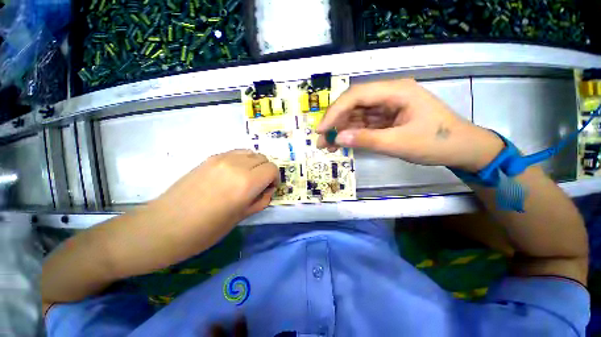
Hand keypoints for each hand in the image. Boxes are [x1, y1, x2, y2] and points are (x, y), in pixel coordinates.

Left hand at [154, 149, 278, 229]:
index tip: (268, 189)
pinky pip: (236, 153)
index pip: (272, 169)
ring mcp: (222, 158)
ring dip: (255, 164)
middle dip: (266, 171)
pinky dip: (242, 160)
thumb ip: (260, 201)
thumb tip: (267, 190)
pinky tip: (233, 174)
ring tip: (247, 178)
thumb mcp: (241, 218)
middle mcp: (236, 165)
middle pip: (263, 158)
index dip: (274, 179)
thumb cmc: (205, 230)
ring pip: (250, 152)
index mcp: (246, 183)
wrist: (164, 226)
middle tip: (259, 185)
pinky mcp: (210, 157)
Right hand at [317, 79, 504, 171]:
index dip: (335, 112)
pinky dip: (352, 133)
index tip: (322, 129)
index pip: (356, 95)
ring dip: (341, 129)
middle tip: (322, 140)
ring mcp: (387, 106)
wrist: (463, 149)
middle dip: (335, 122)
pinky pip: (364, 123)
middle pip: (353, 104)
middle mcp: (389, 94)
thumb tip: (337, 139)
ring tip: (328, 146)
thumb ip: (366, 139)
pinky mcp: (386, 118)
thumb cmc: (437, 143)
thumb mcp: (399, 143)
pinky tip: (342, 143)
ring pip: (356, 115)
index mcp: (396, 91)